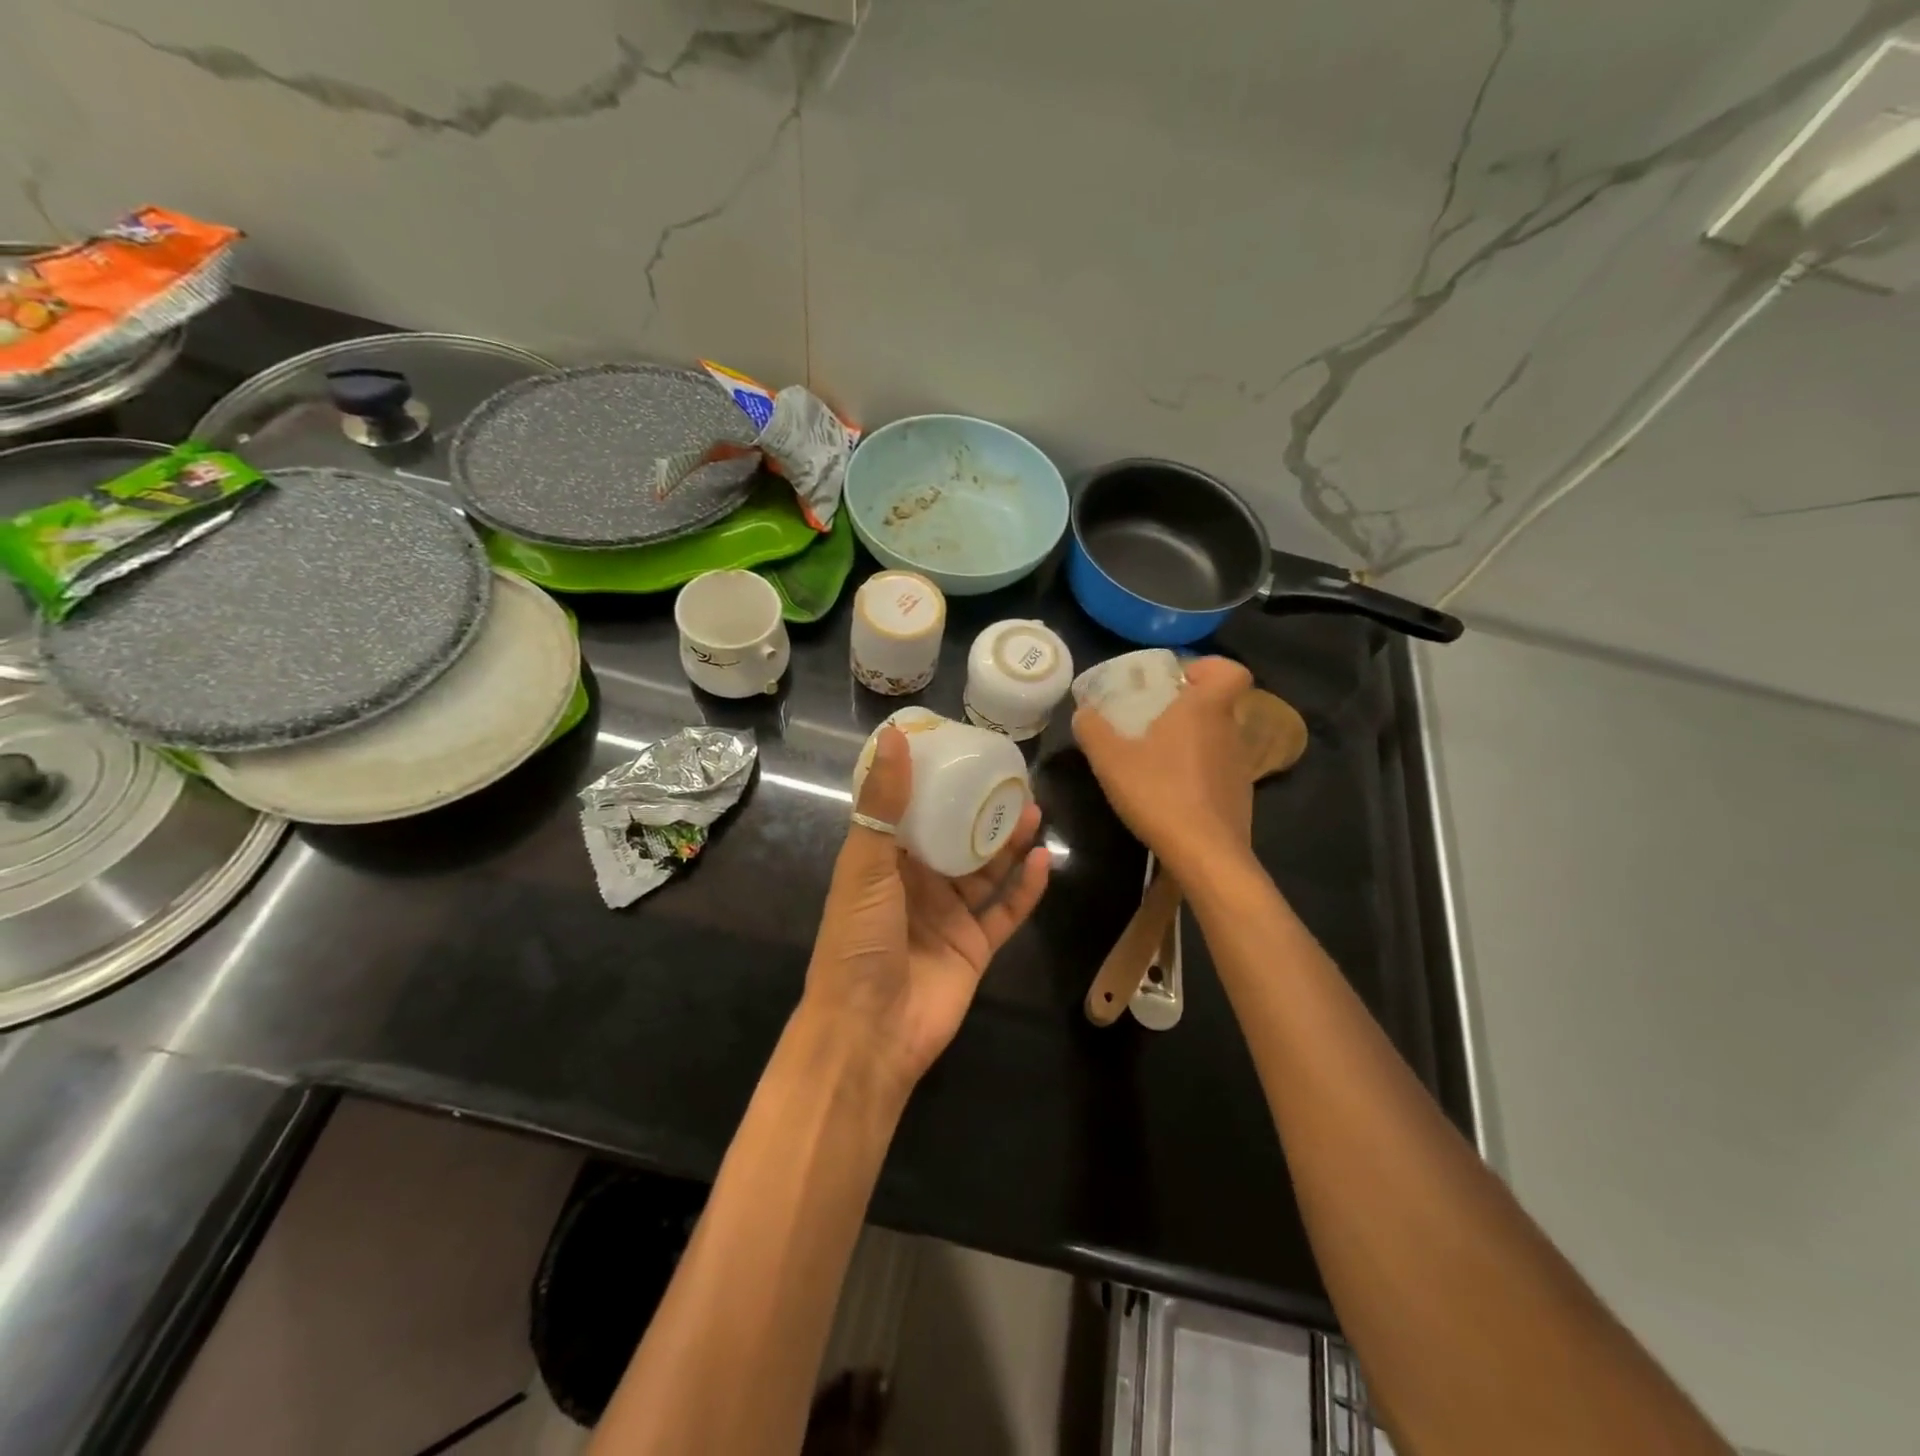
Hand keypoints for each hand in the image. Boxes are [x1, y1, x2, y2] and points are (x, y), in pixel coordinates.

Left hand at [803, 727, 1049, 1100]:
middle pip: (955, 839)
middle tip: (1010, 781)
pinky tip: (1043, 860)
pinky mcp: (975, 946)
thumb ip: (884, 804)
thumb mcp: (865, 865)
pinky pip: (1006, 910)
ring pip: (985, 871)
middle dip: (980, 811)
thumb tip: (894, 737)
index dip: (932, 784)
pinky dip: (1026, 888)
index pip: (909, 812)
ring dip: (1007, 844)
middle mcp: (916, 885)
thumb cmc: (858, 940)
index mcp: (882, 863)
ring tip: (1033, 810)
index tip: (960, 752)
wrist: (869, 1031)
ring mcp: (948, 917)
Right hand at [1073, 656, 1255, 875]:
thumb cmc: (1160, 793)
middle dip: (1185, 709)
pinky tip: (1169, 795)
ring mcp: (1240, 767)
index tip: (1178, 682)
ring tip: (1154, 762)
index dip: (1207, 668)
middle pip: (1216, 706)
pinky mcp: (1239, 797)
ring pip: (1216, 740)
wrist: (1205, 855)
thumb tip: (1084, 712)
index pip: (1230, 670)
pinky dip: (1196, 775)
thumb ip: (1093, 730)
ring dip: (1189, 744)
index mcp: (1205, 709)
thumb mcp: (1110, 759)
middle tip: (1149, 722)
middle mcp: (1229, 731)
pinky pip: (1217, 772)